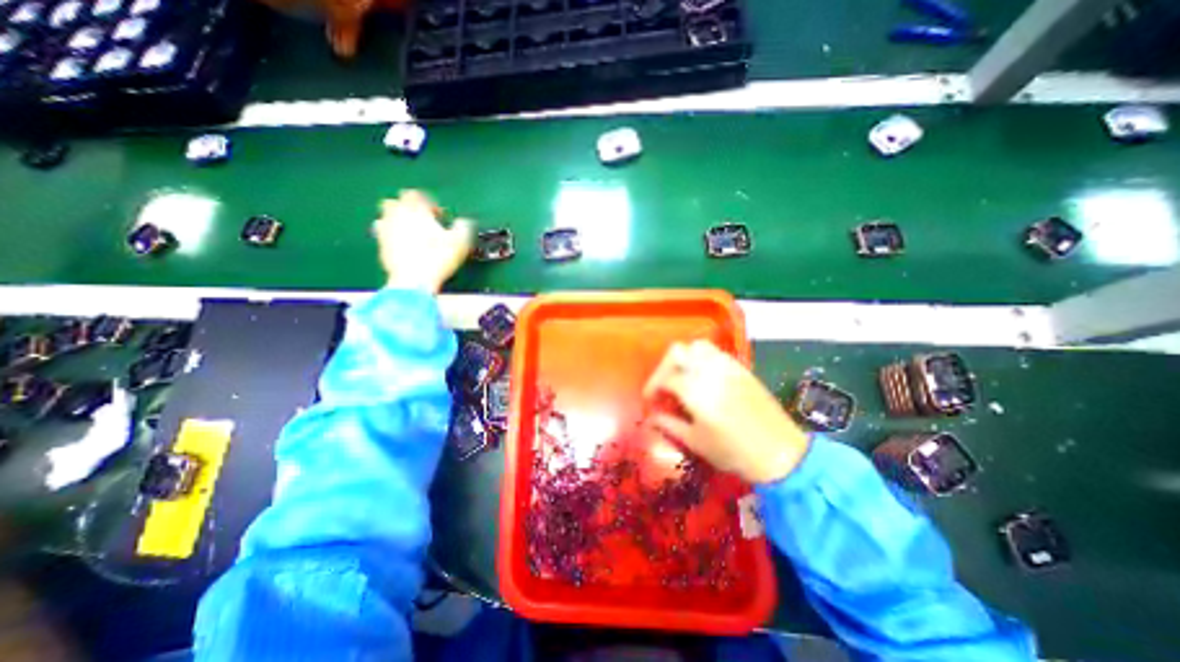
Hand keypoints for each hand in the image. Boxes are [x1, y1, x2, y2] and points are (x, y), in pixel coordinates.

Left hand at [372, 188, 473, 291]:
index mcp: (414, 209)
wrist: (414, 280)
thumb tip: (464, 222)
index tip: (439, 216)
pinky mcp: (380, 247)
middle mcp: (395, 215)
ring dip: (398, 222)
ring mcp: (385, 231)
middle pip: (395, 202)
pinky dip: (393, 238)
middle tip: (424, 223)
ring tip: (414, 236)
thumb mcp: (460, 241)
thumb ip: (463, 227)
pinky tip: (406, 249)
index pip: (415, 194)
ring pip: (385, 218)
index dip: (428, 202)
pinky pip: (383, 236)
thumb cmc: (438, 257)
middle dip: (408, 209)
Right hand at [645, 339, 812, 482]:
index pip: (665, 378)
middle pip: (677, 352)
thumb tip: (652, 416)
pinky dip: (702, 359)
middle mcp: (709, 370)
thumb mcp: (695, 442)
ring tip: (683, 378)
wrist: (780, 453)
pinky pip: (715, 353)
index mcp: (695, 390)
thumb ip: (669, 424)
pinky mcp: (741, 368)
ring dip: (684, 358)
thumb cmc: (734, 452)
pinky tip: (703, 378)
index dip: (653, 387)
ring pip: (697, 346)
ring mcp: (727, 366)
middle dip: (664, 367)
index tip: (650, 400)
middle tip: (663, 385)